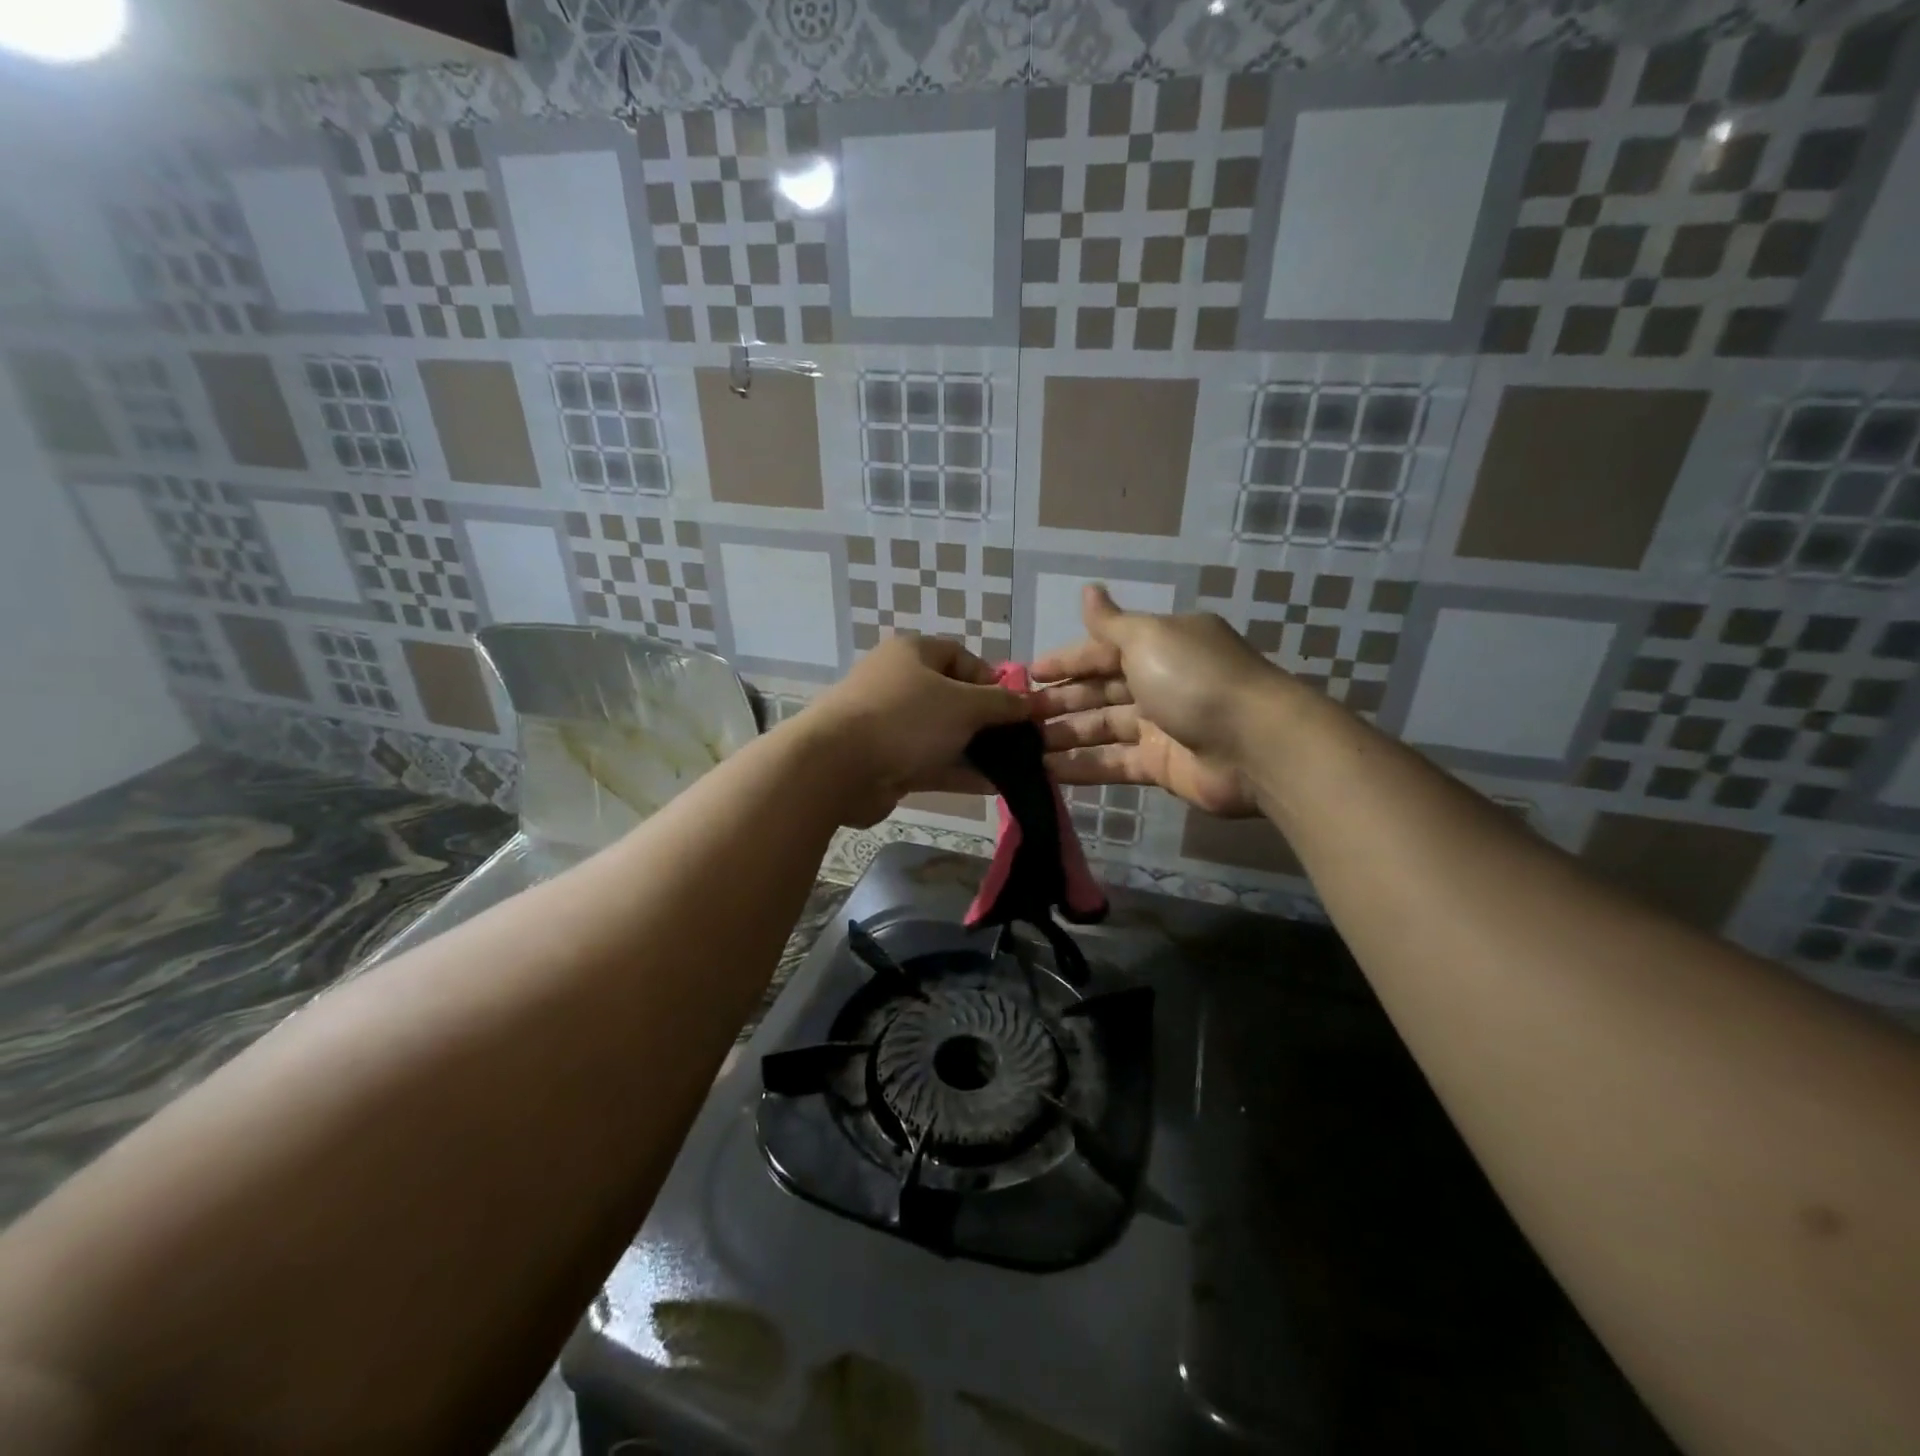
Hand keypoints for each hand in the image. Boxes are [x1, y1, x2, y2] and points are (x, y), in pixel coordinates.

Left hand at [801, 634, 1027, 825]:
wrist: (836, 767)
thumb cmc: (905, 718)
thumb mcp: (964, 705)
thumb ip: (1002, 704)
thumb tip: (1032, 701)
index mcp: (913, 653)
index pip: (962, 657)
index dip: (993, 679)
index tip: (1017, 706)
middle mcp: (901, 684)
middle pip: (955, 698)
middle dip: (989, 720)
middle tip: (1022, 742)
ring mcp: (893, 724)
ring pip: (945, 734)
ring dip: (978, 750)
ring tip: (1017, 768)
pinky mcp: (889, 761)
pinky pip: (932, 762)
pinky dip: (960, 772)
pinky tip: (994, 786)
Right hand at [1031, 585, 1287, 817]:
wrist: (1255, 746)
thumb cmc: (1195, 680)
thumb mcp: (1148, 639)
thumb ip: (1111, 623)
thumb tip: (1088, 590)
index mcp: (1160, 645)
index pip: (1102, 650)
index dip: (1066, 660)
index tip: (1028, 674)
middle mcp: (1160, 681)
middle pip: (1100, 690)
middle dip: (1060, 700)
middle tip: (1018, 717)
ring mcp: (1162, 726)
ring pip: (1103, 728)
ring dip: (1065, 734)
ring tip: (1023, 747)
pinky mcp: (1161, 766)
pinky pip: (1114, 763)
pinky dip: (1083, 767)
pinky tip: (1047, 772)